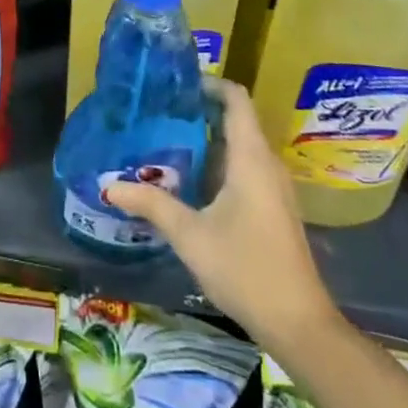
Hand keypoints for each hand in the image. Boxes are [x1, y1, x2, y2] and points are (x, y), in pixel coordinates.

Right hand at [106, 78, 339, 341]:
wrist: (299, 324)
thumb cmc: (246, 268)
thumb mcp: (190, 235)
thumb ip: (151, 204)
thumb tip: (109, 185)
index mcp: (250, 158)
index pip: (236, 98)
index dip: (209, 83)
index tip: (175, 83)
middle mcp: (266, 163)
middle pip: (235, 119)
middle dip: (198, 110)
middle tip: (158, 111)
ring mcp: (273, 187)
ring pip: (239, 145)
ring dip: (206, 138)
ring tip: (165, 139)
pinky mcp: (273, 207)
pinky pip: (244, 167)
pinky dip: (217, 161)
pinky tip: (188, 179)